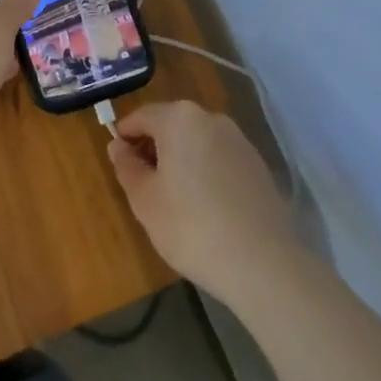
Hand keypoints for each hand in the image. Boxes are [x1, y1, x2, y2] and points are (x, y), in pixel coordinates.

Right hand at [108, 101, 296, 296]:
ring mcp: (239, 141)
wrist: (262, 263)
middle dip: (153, 147)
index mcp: (179, 118)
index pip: (141, 117)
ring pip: (197, 141)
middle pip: (171, 124)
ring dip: (180, 159)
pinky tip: (204, 205)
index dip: (125, 137)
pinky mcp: (258, 165)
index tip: (119, 163)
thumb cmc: (191, 226)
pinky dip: (205, 171)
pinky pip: (219, 158)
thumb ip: (126, 166)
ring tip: (173, 198)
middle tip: (142, 183)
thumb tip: (118, 146)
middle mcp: (211, 119)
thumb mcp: (144, 199)